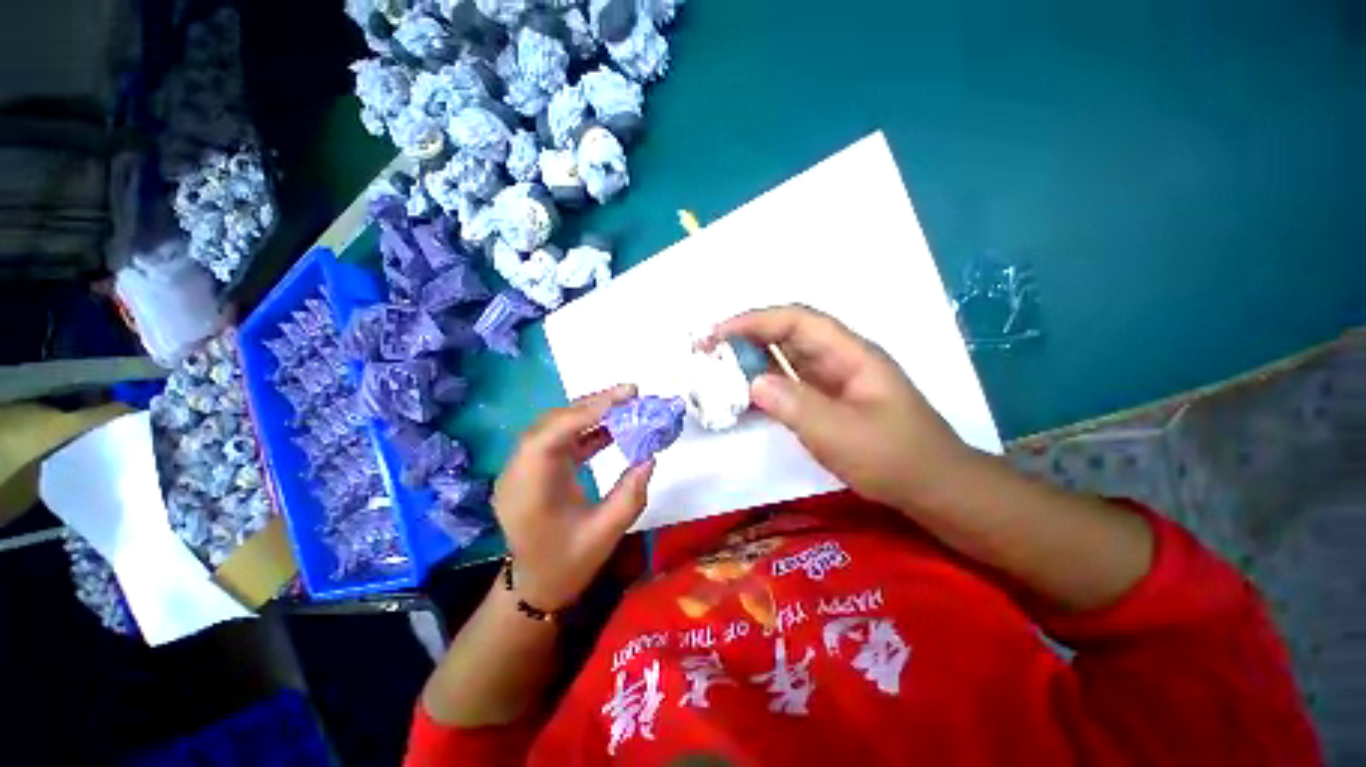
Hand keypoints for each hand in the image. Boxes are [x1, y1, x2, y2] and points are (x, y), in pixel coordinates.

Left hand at [493, 384, 654, 609]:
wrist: (535, 587)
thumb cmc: (567, 565)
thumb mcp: (606, 534)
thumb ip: (630, 495)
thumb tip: (650, 456)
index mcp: (528, 490)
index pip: (550, 436)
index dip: (586, 412)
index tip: (624, 397)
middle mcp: (519, 472)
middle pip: (552, 423)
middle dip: (592, 404)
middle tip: (631, 393)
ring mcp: (525, 468)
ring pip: (556, 426)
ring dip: (590, 413)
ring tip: (625, 404)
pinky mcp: (536, 469)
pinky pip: (561, 440)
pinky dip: (587, 429)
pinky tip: (612, 428)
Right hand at [715, 305, 974, 510]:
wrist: (932, 488)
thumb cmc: (895, 458)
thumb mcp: (843, 434)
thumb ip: (797, 406)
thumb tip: (752, 382)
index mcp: (849, 354)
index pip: (796, 320)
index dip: (755, 321)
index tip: (719, 334)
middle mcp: (838, 359)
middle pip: (787, 334)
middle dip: (747, 336)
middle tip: (708, 350)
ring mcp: (831, 381)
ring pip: (785, 358)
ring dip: (752, 359)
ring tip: (717, 368)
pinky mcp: (825, 401)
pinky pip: (788, 383)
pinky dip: (764, 384)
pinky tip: (744, 394)